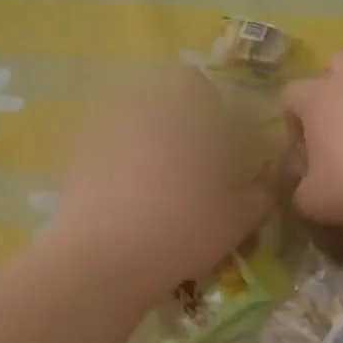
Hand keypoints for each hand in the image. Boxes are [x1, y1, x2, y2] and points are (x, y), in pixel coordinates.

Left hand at [49, 71, 274, 296]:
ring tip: (159, 187)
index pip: (192, 81)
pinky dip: (119, 169)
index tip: (219, 138)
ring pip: (131, 126)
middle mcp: (138, 110)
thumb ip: (257, 198)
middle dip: (176, 126)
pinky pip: (107, 154)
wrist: (104, 260)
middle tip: (192, 165)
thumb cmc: (181, 228)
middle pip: (158, 102)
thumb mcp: (235, 220)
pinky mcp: (76, 162)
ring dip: (146, 146)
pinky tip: (129, 203)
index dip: (207, 104)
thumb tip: (265, 189)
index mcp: (180, 111)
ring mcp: (102, 134)